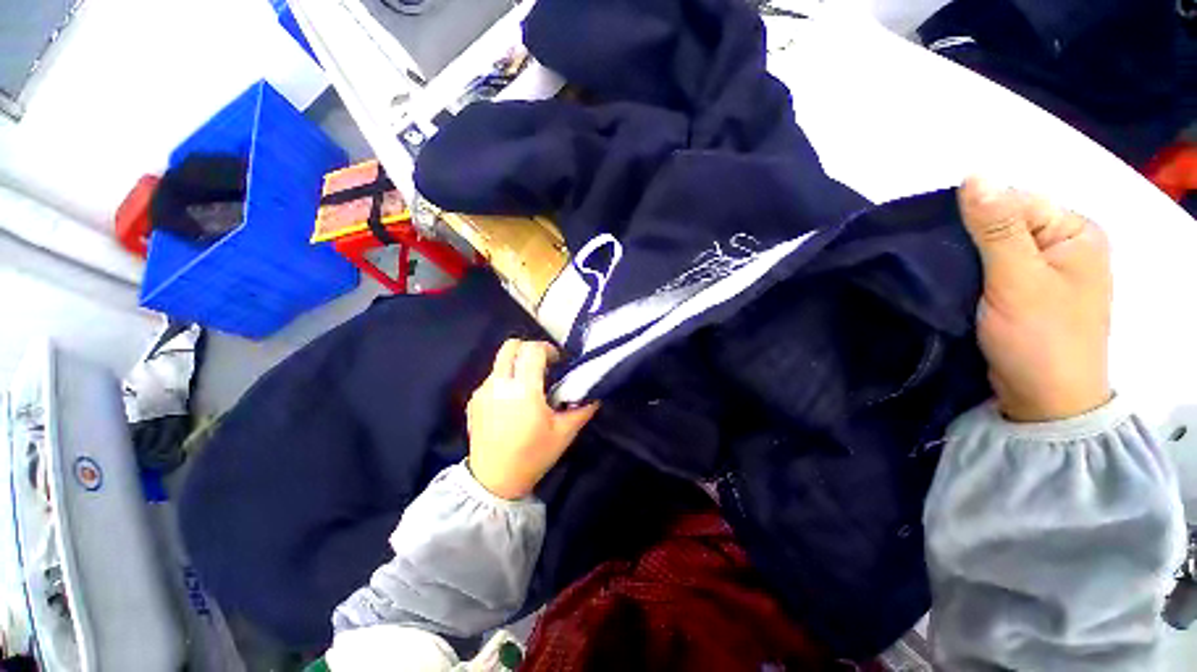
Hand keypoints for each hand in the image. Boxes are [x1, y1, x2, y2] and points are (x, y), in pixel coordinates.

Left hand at [466, 339, 599, 498]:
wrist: (494, 481)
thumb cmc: (533, 456)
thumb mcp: (564, 433)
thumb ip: (582, 408)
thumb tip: (595, 393)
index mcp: (523, 390)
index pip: (532, 350)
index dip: (548, 349)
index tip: (557, 362)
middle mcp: (499, 384)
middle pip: (511, 346)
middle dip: (529, 348)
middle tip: (543, 365)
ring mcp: (482, 391)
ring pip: (500, 361)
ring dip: (517, 364)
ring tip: (528, 385)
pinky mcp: (473, 401)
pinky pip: (491, 378)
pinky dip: (505, 379)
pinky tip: (512, 402)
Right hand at [959, 177, 1112, 422]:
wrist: (1043, 400)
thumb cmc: (1040, 338)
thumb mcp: (1018, 278)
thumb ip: (996, 227)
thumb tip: (974, 174)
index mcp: (1075, 231)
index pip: (1015, 201)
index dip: (975, 215)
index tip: (941, 242)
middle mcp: (1064, 245)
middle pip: (1005, 223)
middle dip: (968, 238)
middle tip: (938, 261)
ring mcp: (1046, 271)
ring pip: (994, 248)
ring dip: (965, 258)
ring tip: (939, 273)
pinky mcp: (1026, 293)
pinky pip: (992, 269)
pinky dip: (969, 273)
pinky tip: (951, 283)